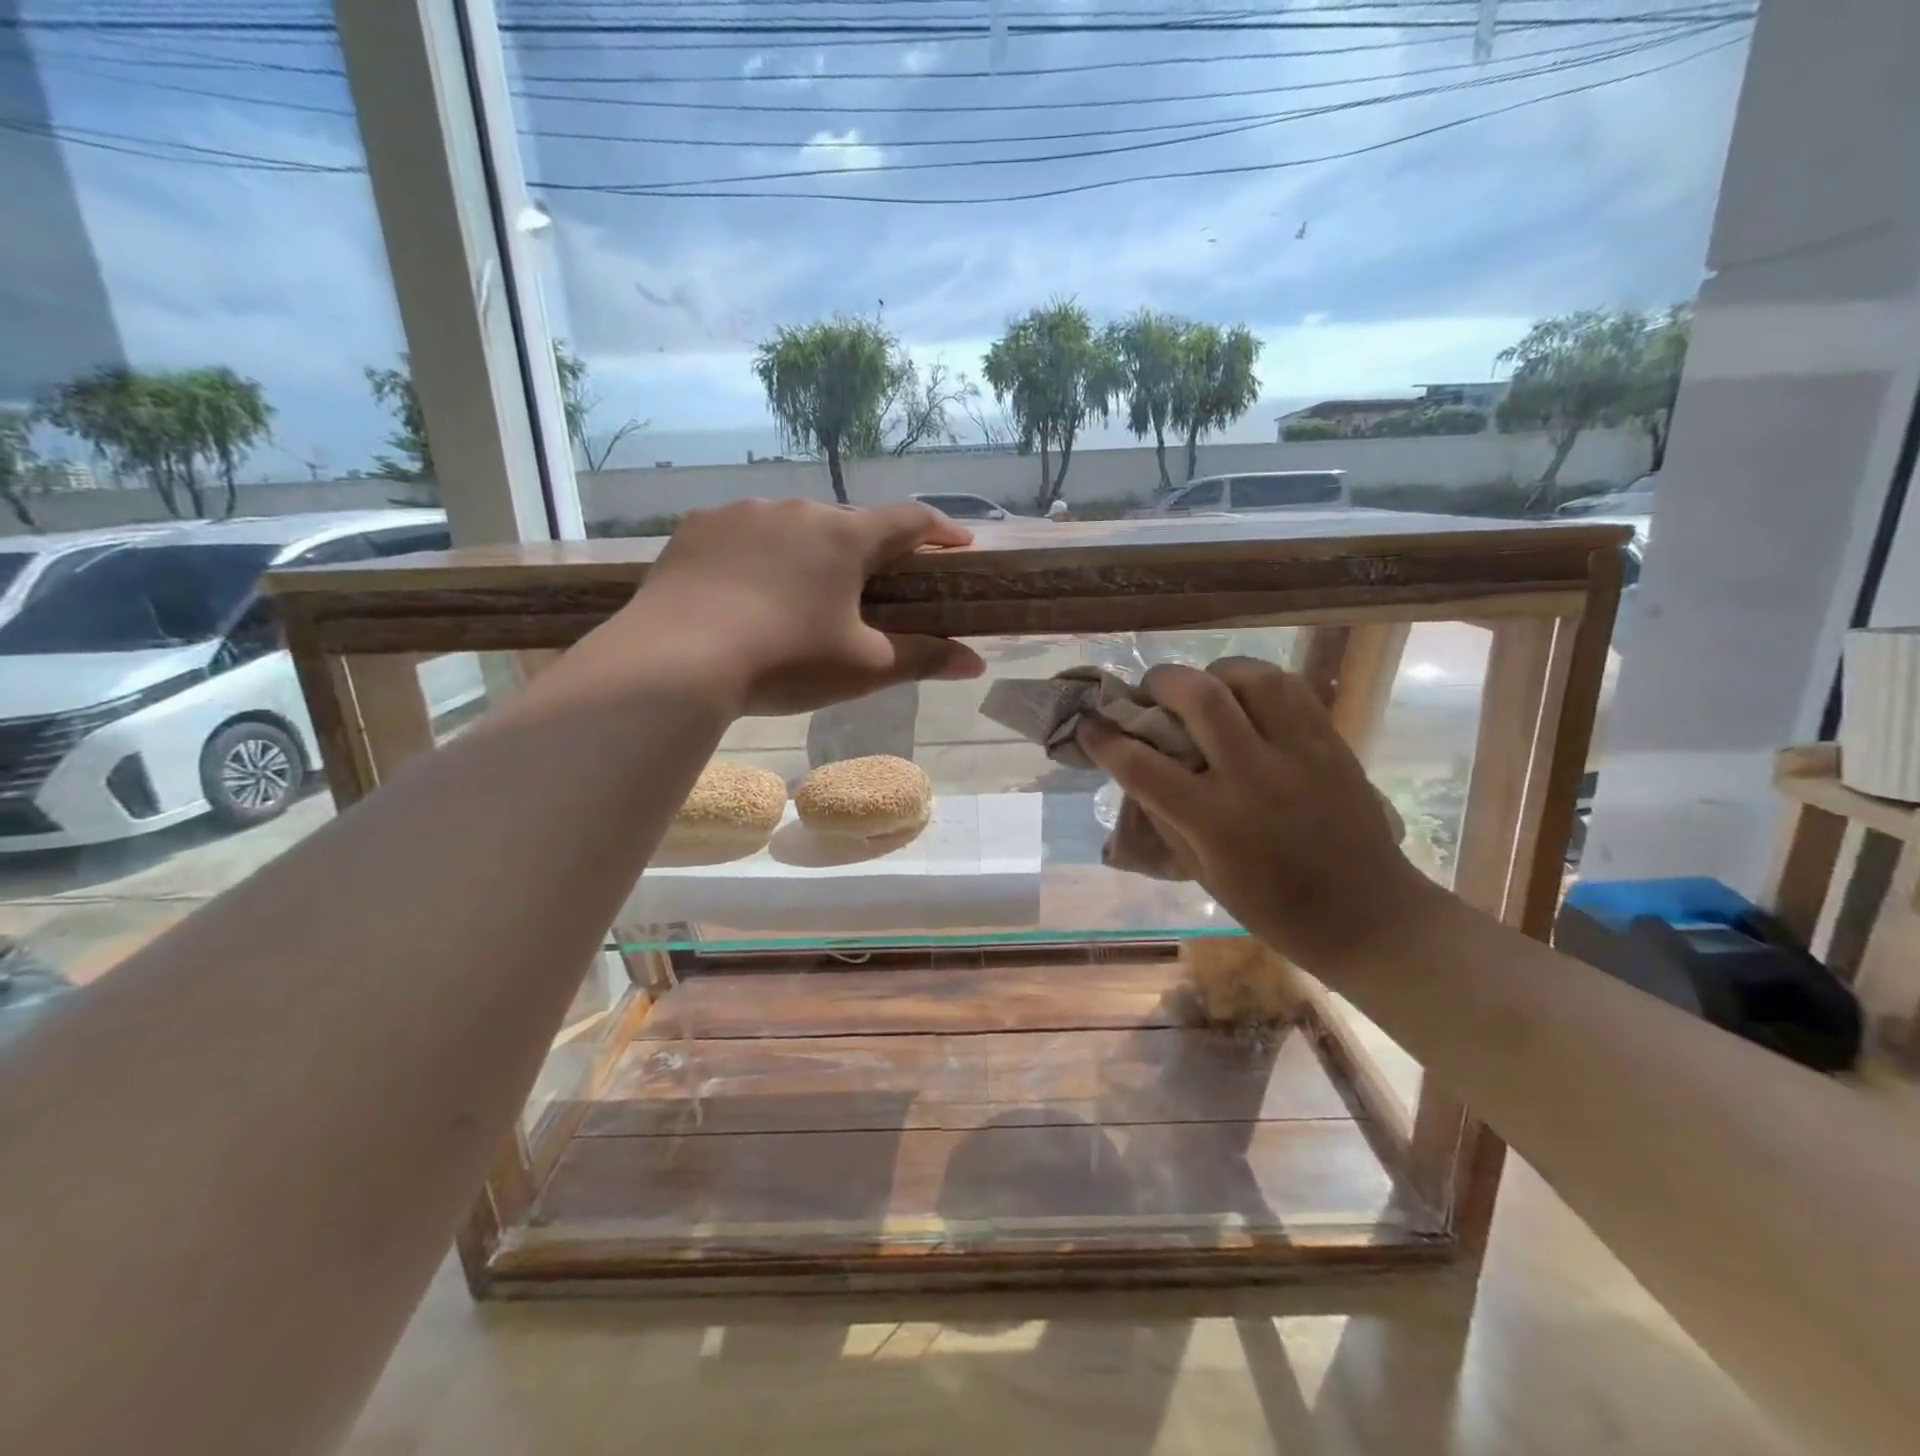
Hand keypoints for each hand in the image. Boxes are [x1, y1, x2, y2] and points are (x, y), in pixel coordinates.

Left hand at [629, 498, 985, 715]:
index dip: (940, 531)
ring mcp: (742, 513)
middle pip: (849, 523)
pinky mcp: (697, 528)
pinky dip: (759, 555)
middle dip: (869, 549)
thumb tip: (977, 664)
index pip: (910, 521)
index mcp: (846, 538)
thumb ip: (924, 659)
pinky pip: (743, 534)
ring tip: (803, 591)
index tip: (959, 544)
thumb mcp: (863, 667)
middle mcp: (797, 510)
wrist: (676, 661)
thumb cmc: (785, 662)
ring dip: (810, 551)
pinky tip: (747, 588)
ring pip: (793, 526)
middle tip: (874, 584)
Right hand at [1076, 656, 1435, 972]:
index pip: (1142, 766)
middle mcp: (1254, 777)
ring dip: (1214, 673)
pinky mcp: (1331, 742)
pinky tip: (1247, 698)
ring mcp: (1299, 754)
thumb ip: (1166, 816)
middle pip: (1200, 697)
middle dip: (1161, 681)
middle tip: (1151, 690)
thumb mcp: (1202, 872)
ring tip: (1205, 688)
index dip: (1104, 740)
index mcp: (1214, 821)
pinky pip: (1290, 687)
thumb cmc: (1272, 908)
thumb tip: (1137, 770)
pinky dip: (1257, 681)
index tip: (1089, 725)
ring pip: (1251, 677)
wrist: (1367, 916)